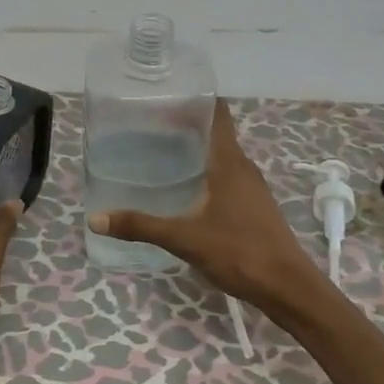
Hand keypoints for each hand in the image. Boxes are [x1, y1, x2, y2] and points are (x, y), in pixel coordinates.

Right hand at [88, 100, 326, 317]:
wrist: (287, 287)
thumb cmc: (239, 252)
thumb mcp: (184, 239)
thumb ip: (141, 226)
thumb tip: (96, 219)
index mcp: (229, 162)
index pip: (217, 113)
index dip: (194, 100)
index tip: (163, 96)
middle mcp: (243, 167)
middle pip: (215, 132)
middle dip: (185, 125)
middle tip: (147, 125)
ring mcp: (251, 187)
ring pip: (221, 155)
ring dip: (195, 149)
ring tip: (159, 152)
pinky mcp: (253, 205)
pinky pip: (226, 175)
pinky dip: (204, 171)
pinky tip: (184, 188)